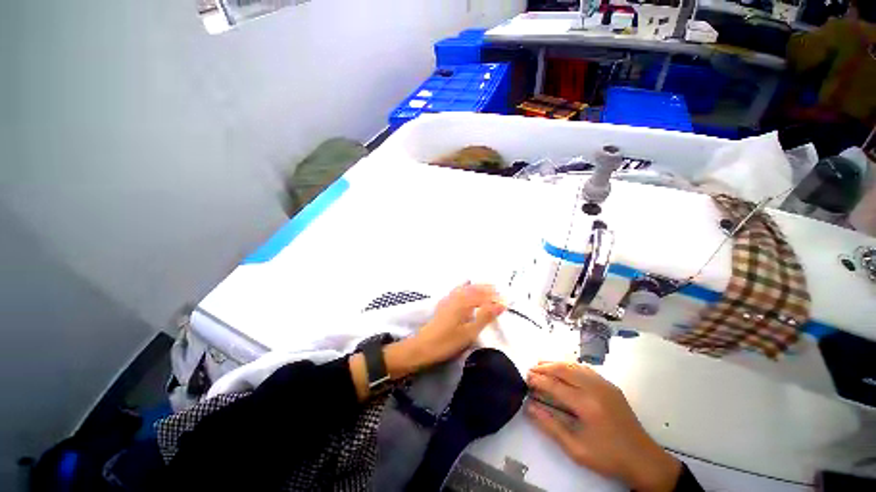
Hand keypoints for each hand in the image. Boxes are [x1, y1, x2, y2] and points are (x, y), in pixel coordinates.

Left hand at [405, 283, 505, 368]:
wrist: (423, 347)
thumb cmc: (447, 341)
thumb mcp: (469, 332)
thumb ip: (485, 316)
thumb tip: (501, 304)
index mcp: (464, 302)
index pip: (483, 296)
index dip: (495, 297)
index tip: (506, 300)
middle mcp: (456, 297)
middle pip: (474, 289)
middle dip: (487, 289)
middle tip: (499, 290)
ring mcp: (449, 299)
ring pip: (466, 288)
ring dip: (477, 287)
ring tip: (487, 289)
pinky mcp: (444, 304)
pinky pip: (458, 291)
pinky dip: (466, 288)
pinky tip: (467, 291)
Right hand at [526, 362, 681, 491]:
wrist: (643, 459)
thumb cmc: (608, 457)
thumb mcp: (576, 449)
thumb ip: (550, 426)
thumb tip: (529, 407)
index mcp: (586, 405)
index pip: (555, 385)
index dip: (538, 380)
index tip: (526, 379)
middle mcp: (594, 389)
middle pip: (563, 369)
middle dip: (544, 367)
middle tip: (531, 370)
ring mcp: (604, 384)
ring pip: (573, 365)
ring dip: (555, 363)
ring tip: (541, 365)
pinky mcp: (610, 385)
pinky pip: (585, 369)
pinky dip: (570, 366)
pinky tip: (563, 369)